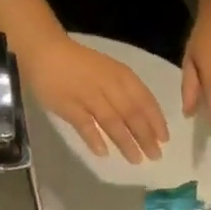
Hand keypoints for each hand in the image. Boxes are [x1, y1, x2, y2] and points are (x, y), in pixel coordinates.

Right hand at [22, 33, 169, 161]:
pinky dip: (94, 138)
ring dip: (126, 142)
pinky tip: (103, 153)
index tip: (164, 139)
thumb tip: (146, 123)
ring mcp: (87, 95)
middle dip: (145, 136)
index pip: (144, 100)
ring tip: (136, 159)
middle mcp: (107, 85)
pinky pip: (84, 124)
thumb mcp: (110, 72)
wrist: (45, 50)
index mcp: (120, 75)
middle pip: (131, 114)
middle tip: (155, 156)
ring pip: (112, 121)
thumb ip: (126, 93)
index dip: (156, 121)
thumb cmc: (82, 64)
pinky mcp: (68, 105)